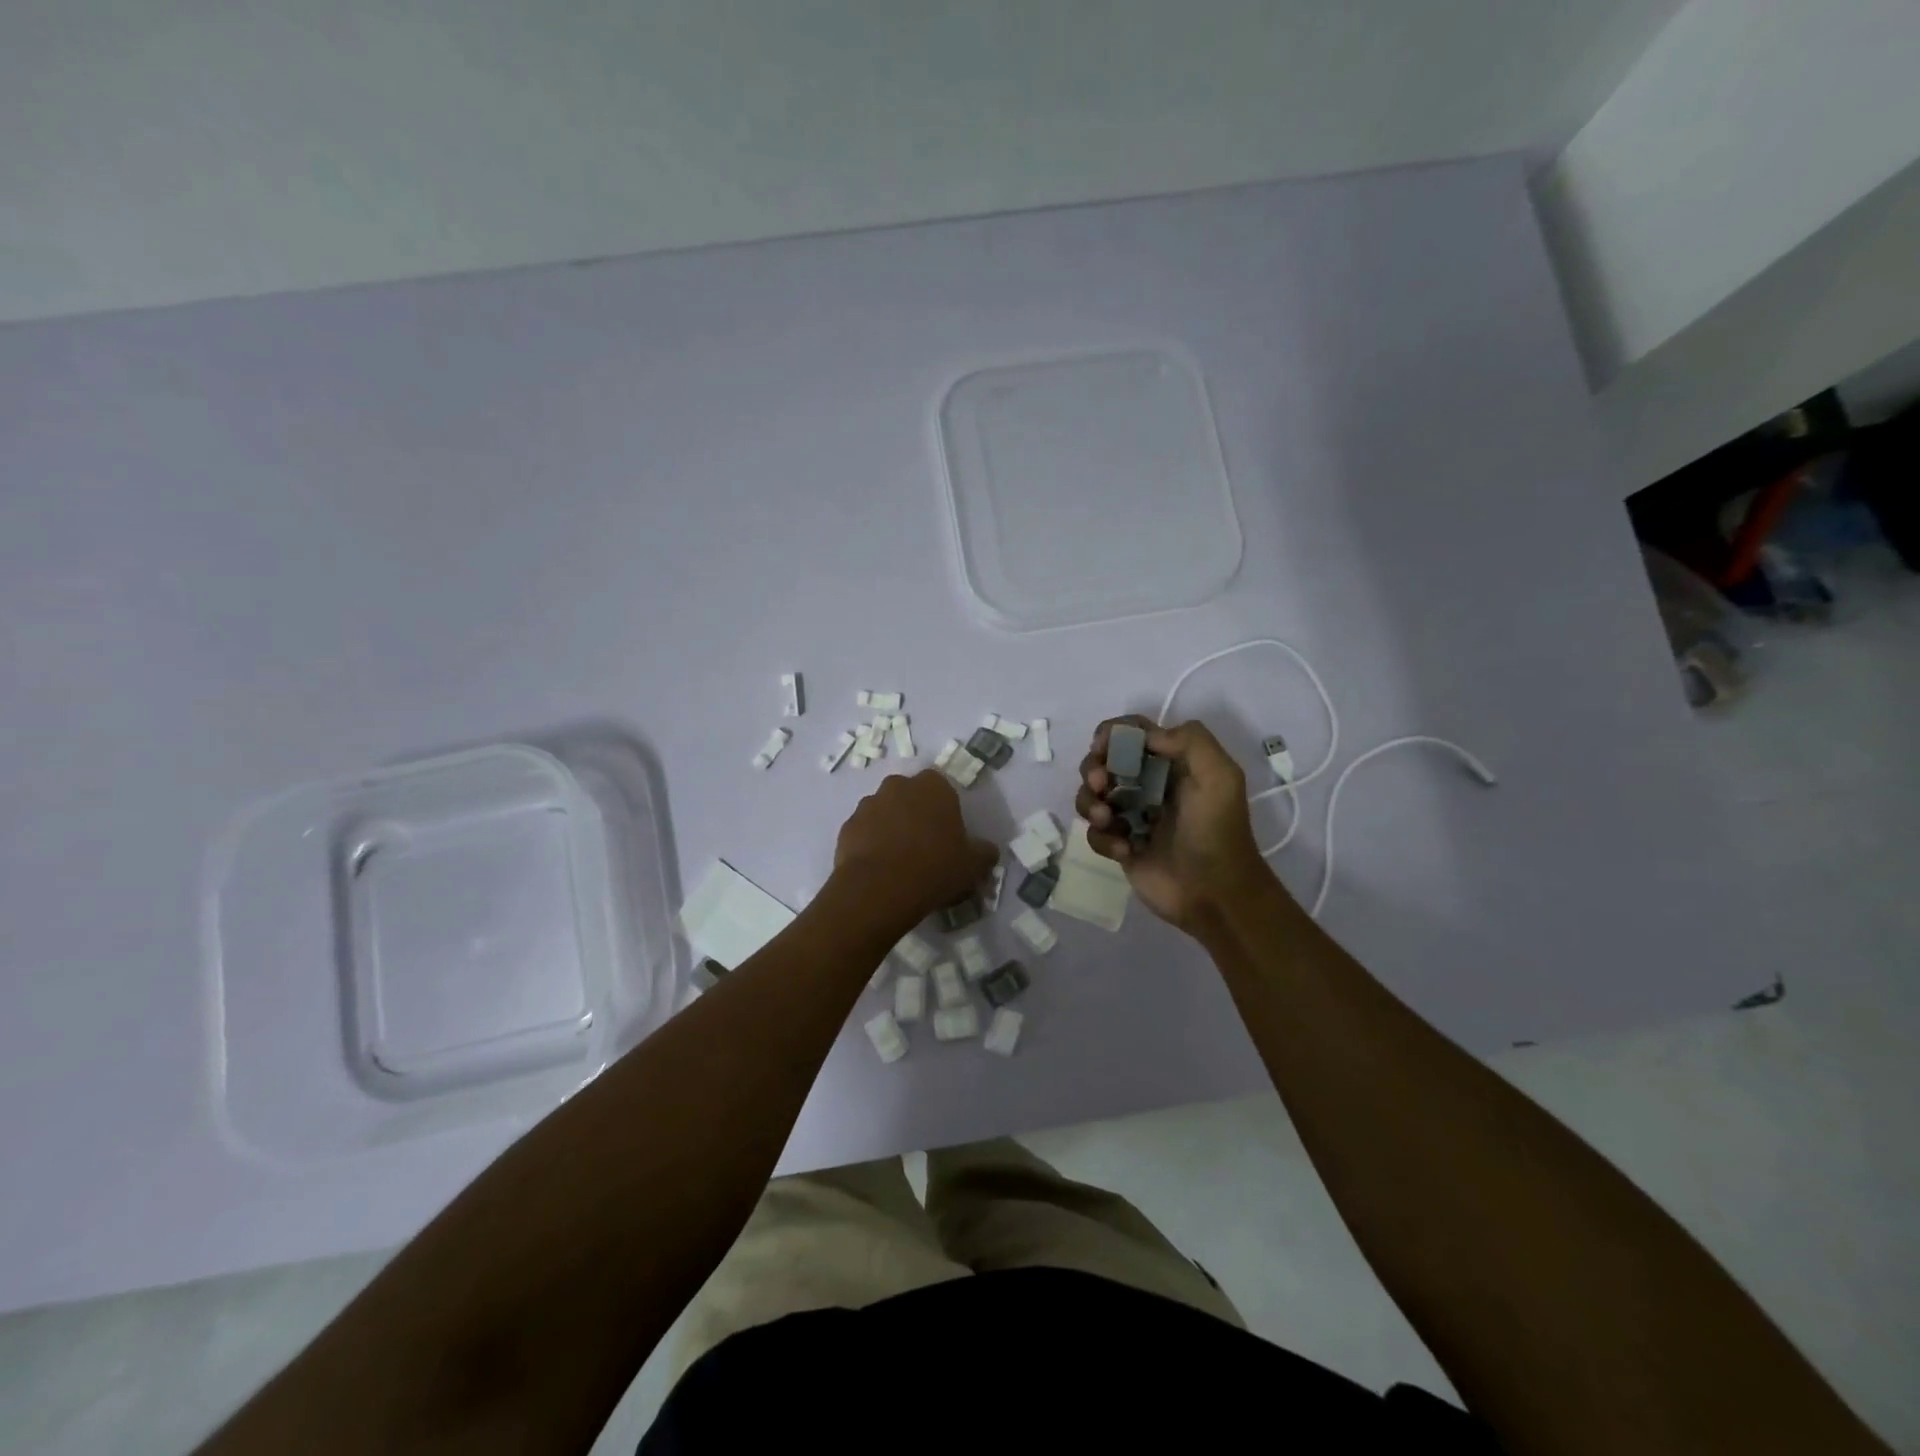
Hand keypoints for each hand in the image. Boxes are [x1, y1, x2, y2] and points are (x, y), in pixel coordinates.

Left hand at [832, 770, 998, 929]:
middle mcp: (898, 786)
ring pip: (884, 812)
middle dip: (915, 814)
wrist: (879, 889)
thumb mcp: (973, 864)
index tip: (948, 835)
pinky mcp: (847, 826)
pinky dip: (870, 844)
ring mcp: (868, 804)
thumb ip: (984, 852)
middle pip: (910, 796)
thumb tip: (988, 850)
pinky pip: (864, 831)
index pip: (942, 787)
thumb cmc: (934, 868)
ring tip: (898, 861)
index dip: (944, 810)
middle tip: (924, 846)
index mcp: (933, 786)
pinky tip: (879, 869)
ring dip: (891, 828)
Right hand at [1075, 716, 1273, 931]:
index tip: (1102, 747)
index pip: (1132, 734)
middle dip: (1093, 769)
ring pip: (1091, 796)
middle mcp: (1148, 785)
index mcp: (1171, 763)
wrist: (1216, 894)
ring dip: (1091, 804)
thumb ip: (1189, 741)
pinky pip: (1094, 833)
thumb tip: (1144, 738)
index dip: (1111, 734)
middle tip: (1101, 785)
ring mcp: (1131, 816)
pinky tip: (1124, 850)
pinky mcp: (1121, 846)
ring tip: (1108, 821)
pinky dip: (1103, 838)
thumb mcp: (1220, 776)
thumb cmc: (1216, 831)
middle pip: (1103, 762)